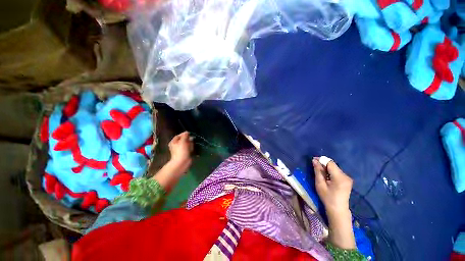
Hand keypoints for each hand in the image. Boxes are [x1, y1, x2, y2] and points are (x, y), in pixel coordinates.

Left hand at [168, 132, 192, 174]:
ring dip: (190, 144)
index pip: (179, 136)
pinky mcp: (185, 153)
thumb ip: (185, 136)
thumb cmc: (181, 151)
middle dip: (188, 140)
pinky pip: (189, 149)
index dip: (184, 134)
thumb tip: (187, 132)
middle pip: (183, 140)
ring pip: (187, 144)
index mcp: (174, 142)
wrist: (182, 162)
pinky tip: (191, 150)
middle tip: (191, 141)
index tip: (190, 134)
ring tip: (191, 147)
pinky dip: (191, 148)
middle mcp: (176, 145)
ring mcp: (181, 150)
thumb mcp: (182, 141)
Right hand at [312, 157, 352, 216]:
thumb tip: (314, 160)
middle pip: (332, 165)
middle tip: (315, 167)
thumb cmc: (327, 198)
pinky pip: (337, 172)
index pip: (330, 163)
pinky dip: (330, 172)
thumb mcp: (320, 184)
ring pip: (334, 168)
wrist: (338, 210)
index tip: (313, 160)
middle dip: (323, 164)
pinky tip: (326, 177)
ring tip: (320, 173)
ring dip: (326, 168)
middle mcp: (346, 176)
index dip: (321, 160)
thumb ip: (318, 171)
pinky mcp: (347, 180)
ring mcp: (347, 178)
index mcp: (340, 177)